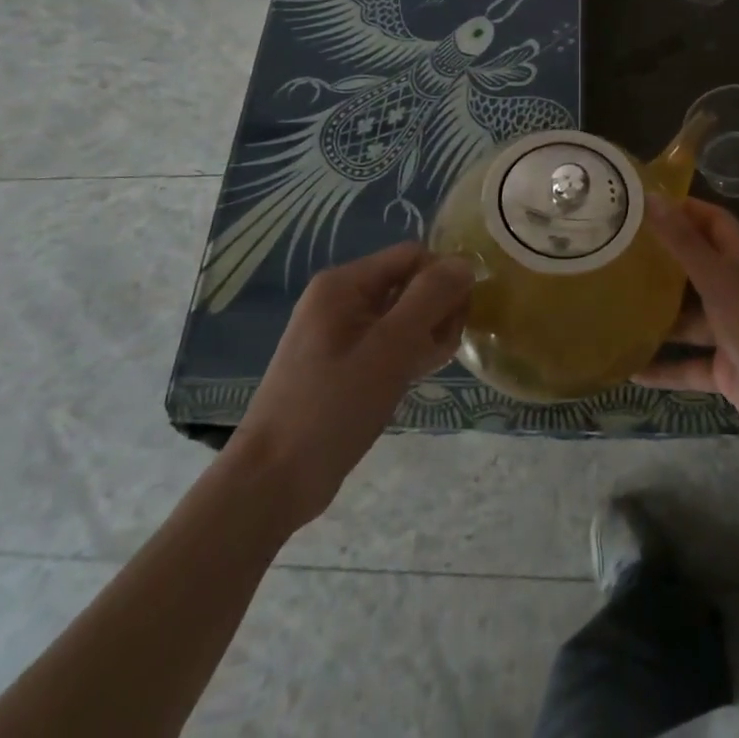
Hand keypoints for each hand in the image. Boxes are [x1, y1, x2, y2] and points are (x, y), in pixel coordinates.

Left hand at [228, 243, 472, 531]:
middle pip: (409, 283)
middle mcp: (342, 298)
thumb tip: (466, 263)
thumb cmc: (332, 407)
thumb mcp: (390, 348)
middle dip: (436, 310)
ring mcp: (341, 332)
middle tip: (443, 348)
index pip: (413, 256)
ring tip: (429, 367)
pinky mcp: (344, 363)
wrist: (272, 482)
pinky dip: (408, 353)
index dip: (443, 278)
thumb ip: (431, 298)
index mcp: (345, 284)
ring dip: (426, 335)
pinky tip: (416, 376)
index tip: (460, 317)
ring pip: (404, 315)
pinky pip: (389, 342)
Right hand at [635, 197, 738, 456]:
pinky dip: (662, 367)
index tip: (644, 205)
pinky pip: (687, 365)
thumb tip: (652, 197)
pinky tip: (629, 369)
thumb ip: (684, 242)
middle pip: (696, 267)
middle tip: (619, 252)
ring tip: (615, 306)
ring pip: (688, 318)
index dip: (684, 209)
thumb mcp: (719, 281)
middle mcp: (737, 292)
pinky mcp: (725, 370)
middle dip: (662, 260)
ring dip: (658, 315)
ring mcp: (731, 332)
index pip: (713, 222)